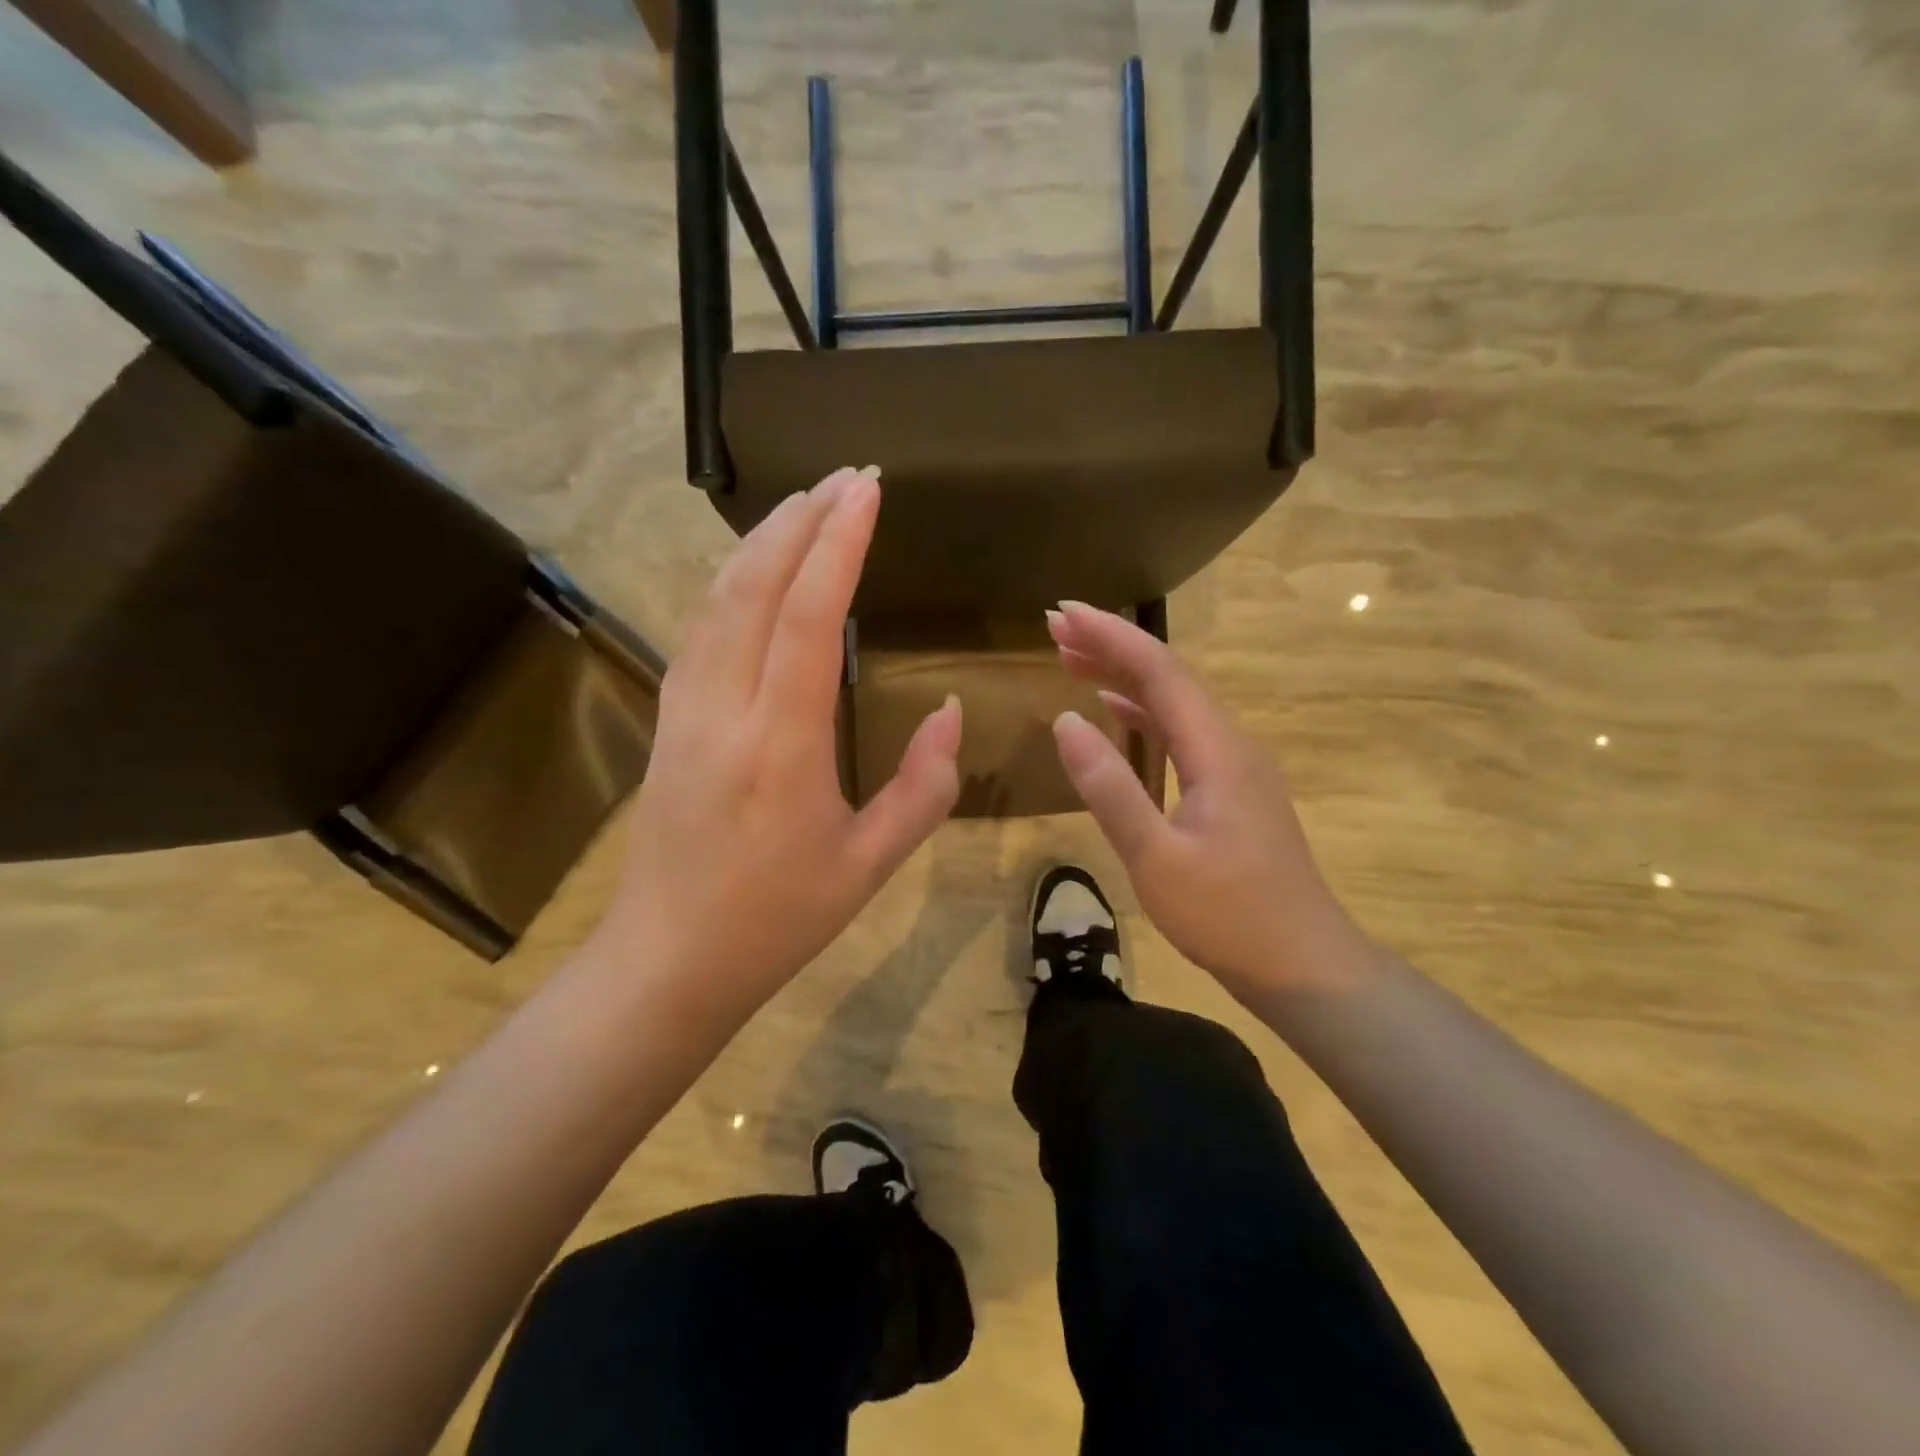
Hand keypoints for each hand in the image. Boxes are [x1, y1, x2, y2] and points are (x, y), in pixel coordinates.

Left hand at [595, 468, 961, 1033]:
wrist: (668, 960)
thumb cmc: (776, 919)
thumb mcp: (869, 865)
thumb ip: (923, 787)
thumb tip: (950, 714)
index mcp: (781, 743)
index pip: (806, 616)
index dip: (838, 545)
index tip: (867, 491)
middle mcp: (724, 708)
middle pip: (754, 587)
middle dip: (800, 521)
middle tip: (845, 478)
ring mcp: (685, 709)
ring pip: (717, 600)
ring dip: (762, 543)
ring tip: (805, 504)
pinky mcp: (669, 719)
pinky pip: (702, 630)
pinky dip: (732, 582)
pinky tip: (754, 570)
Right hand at [1046, 602, 1373, 1003]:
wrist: (1304, 964)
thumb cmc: (1229, 916)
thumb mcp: (1157, 858)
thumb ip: (1110, 788)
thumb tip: (1065, 721)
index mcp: (1217, 750)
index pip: (1159, 671)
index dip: (1109, 636)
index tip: (1061, 613)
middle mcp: (1231, 743)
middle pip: (1169, 676)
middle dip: (1112, 646)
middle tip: (1054, 628)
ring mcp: (1235, 765)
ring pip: (1175, 702)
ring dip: (1124, 676)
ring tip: (1071, 659)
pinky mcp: (1232, 789)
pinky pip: (1182, 732)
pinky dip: (1143, 712)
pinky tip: (1116, 712)